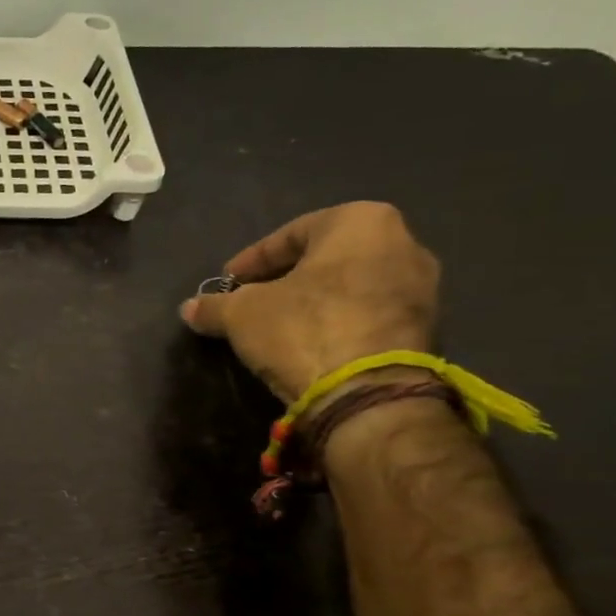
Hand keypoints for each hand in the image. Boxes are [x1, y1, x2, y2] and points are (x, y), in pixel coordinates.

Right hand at [180, 202, 439, 402]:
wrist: (369, 394)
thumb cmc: (303, 329)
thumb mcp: (241, 314)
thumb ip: (214, 306)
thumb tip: (189, 309)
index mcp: (361, 221)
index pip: (291, 233)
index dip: (251, 260)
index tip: (228, 283)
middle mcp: (404, 244)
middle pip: (325, 258)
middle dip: (285, 279)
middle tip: (251, 301)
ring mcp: (423, 289)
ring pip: (349, 286)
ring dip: (312, 302)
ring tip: (276, 326)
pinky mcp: (426, 330)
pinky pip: (369, 315)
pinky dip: (337, 322)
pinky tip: (309, 345)